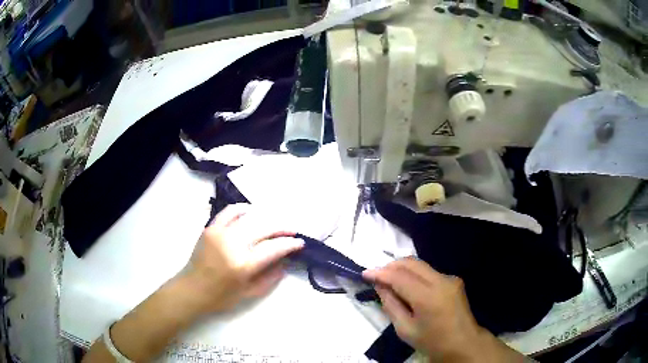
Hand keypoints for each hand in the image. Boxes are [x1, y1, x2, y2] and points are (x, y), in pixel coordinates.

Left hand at [186, 203, 303, 313]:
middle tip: (291, 231)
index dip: (290, 244)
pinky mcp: (210, 228)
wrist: (192, 289)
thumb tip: (285, 261)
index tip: (300, 243)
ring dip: (266, 217)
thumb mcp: (249, 293)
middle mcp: (232, 245)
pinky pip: (229, 212)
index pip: (273, 248)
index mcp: (243, 265)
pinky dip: (242, 209)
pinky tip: (251, 211)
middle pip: (264, 228)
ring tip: (275, 222)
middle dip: (282, 228)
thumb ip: (270, 278)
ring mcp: (220, 233)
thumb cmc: (221, 297)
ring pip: (249, 217)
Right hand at [363, 258, 522, 362]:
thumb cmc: (432, 342)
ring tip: (389, 282)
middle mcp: (441, 280)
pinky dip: (414, 275)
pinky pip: (428, 272)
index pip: (400, 276)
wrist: (464, 343)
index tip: (365, 273)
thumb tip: (381, 286)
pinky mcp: (454, 280)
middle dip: (391, 266)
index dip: (380, 272)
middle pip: (411, 263)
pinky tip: (408, 287)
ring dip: (402, 269)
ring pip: (420, 265)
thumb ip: (391, 305)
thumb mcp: (405, 329)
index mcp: (428, 296)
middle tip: (376, 277)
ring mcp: (450, 278)